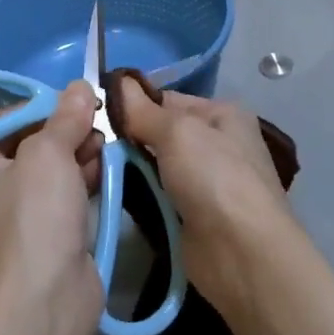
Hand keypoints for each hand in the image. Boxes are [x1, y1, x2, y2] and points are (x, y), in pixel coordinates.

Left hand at [0, 81, 104, 334]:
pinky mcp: (45, 237)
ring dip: (79, 153)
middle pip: (31, 144)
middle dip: (66, 130)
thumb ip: (65, 117)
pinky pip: (64, 197)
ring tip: (106, 143)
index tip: (76, 101)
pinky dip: (83, 181)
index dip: (42, 107)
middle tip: (98, 121)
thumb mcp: (48, 154)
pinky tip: (106, 168)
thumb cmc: (35, 216)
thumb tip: (81, 86)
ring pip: (51, 171)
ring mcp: (17, 217)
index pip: (6, 121)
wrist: (46, 302)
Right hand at [111, 78, 296, 320]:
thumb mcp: (177, 132)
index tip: (97, 111)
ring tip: (94, 167)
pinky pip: (158, 194)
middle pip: (161, 132)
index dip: (134, 103)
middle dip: (129, 137)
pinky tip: (113, 193)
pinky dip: (140, 194)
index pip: (167, 99)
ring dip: (130, 167)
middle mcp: (217, 143)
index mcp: (222, 114)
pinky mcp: (193, 215)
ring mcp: (206, 182)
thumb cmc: (215, 177)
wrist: (243, 254)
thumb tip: (117, 81)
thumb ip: (142, 110)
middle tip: (90, 141)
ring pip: (156, 164)